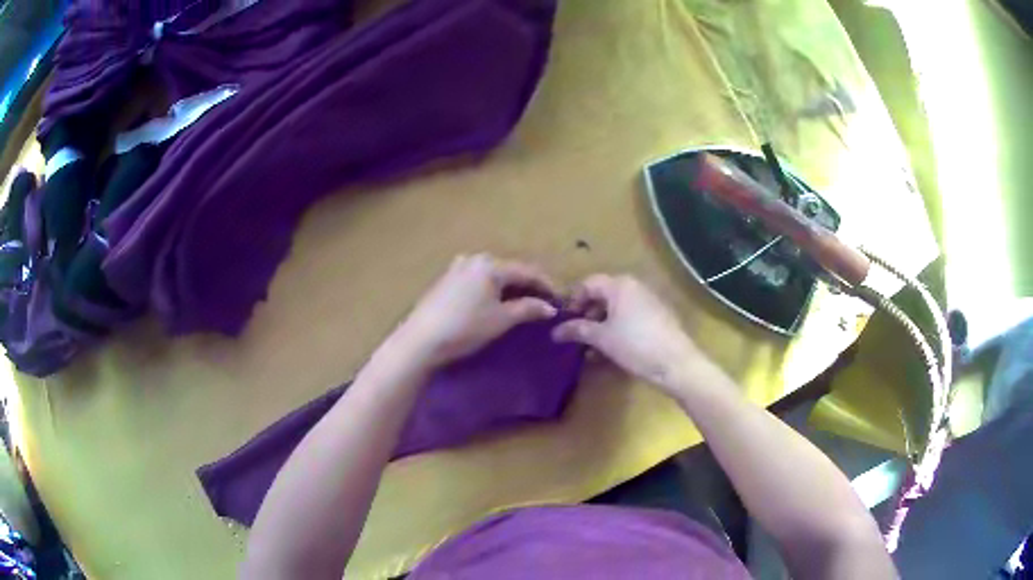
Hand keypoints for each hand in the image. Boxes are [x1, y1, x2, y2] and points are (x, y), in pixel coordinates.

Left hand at [384, 254, 558, 369]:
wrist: (421, 339)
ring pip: (493, 275)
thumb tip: (550, 308)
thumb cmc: (465, 327)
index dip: (547, 285)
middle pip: (509, 270)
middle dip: (529, 284)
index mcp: (490, 264)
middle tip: (545, 300)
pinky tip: (496, 301)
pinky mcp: (446, 281)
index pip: (527, 271)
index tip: (562, 299)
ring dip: (510, 287)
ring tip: (524, 302)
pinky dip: (492, 289)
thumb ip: (528, 309)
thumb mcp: (502, 319)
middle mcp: (474, 259)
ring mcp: (457, 268)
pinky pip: (478, 280)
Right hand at [552, 274, 709, 396]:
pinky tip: (610, 351)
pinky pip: (629, 318)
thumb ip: (577, 330)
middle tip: (575, 336)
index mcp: (620, 285)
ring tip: (590, 349)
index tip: (563, 321)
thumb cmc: (635, 345)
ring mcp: (648, 301)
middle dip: (586, 315)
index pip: (587, 284)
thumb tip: (555, 331)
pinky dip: (616, 330)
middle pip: (602, 296)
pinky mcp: (657, 317)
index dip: (572, 301)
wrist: (676, 363)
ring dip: (600, 326)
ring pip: (616, 309)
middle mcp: (634, 287)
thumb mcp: (602, 338)